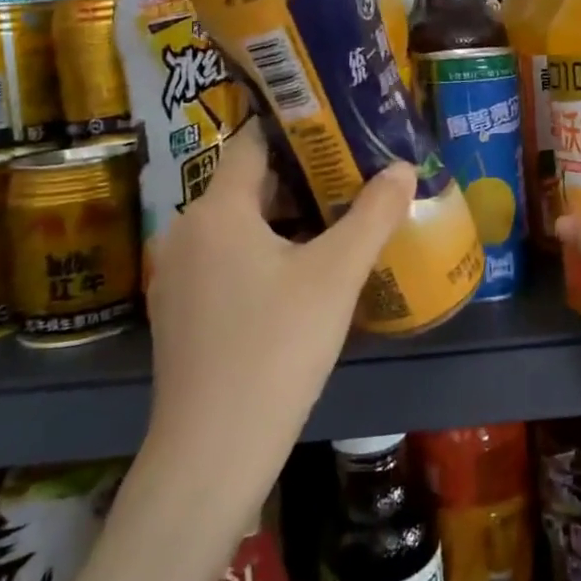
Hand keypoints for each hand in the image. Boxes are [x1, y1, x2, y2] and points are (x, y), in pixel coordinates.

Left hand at [142, 124, 414, 521]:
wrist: (212, 455)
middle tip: (355, 173)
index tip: (339, 125)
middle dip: (303, 176)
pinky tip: (305, 274)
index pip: (253, 142)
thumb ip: (373, 214)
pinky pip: (228, 260)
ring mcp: (179, 276)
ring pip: (240, 225)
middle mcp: (186, 232)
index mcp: (216, 210)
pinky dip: (265, 252)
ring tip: (340, 218)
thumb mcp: (336, 276)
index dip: (296, 128)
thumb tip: (402, 166)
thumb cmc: (275, 348)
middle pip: (249, 184)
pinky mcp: (182, 313)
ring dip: (287, 217)